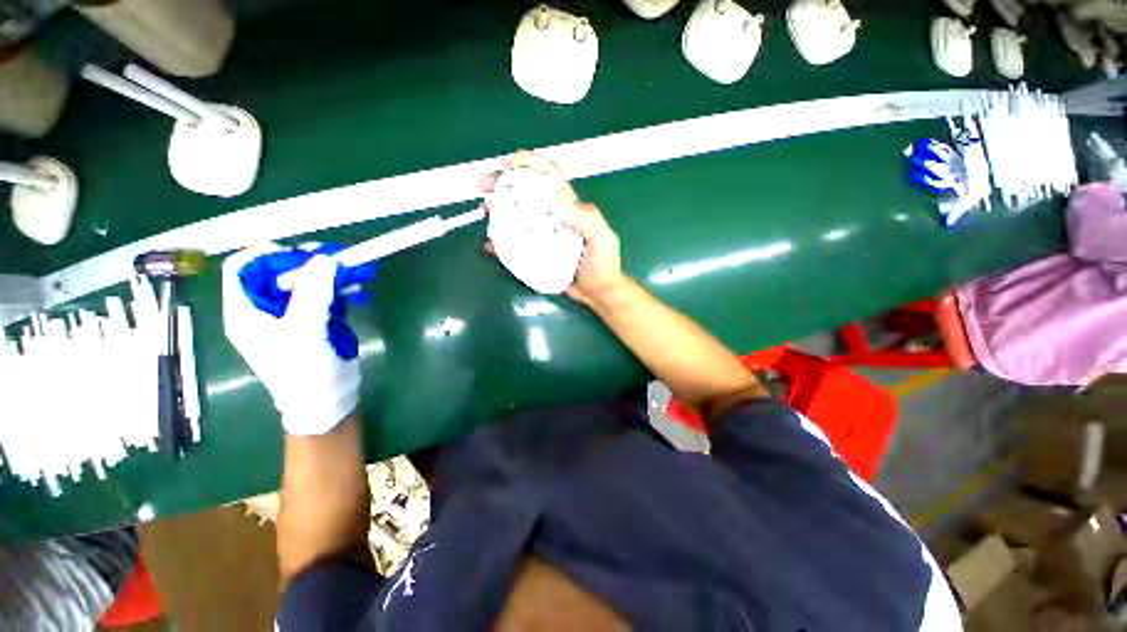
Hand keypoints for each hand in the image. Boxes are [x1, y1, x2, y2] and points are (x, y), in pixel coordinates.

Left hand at [223, 245, 361, 435]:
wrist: (326, 399)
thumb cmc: (304, 368)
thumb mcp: (304, 329)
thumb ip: (313, 292)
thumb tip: (325, 258)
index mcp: (247, 311)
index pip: (243, 269)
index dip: (267, 255)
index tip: (300, 254)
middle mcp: (265, 309)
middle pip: (278, 273)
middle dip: (308, 264)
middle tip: (336, 259)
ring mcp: (291, 315)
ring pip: (306, 284)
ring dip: (330, 276)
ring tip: (355, 271)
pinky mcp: (314, 321)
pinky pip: (324, 297)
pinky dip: (340, 290)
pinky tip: (358, 290)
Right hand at [480, 150, 624, 304]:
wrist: (596, 292)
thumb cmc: (602, 263)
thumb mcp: (600, 236)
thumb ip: (585, 217)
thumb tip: (555, 198)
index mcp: (569, 208)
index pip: (549, 178)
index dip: (529, 165)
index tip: (509, 163)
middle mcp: (553, 218)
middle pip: (526, 194)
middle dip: (504, 184)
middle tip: (485, 185)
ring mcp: (542, 236)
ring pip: (516, 217)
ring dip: (497, 210)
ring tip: (485, 210)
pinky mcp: (535, 253)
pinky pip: (514, 244)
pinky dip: (500, 241)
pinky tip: (491, 243)